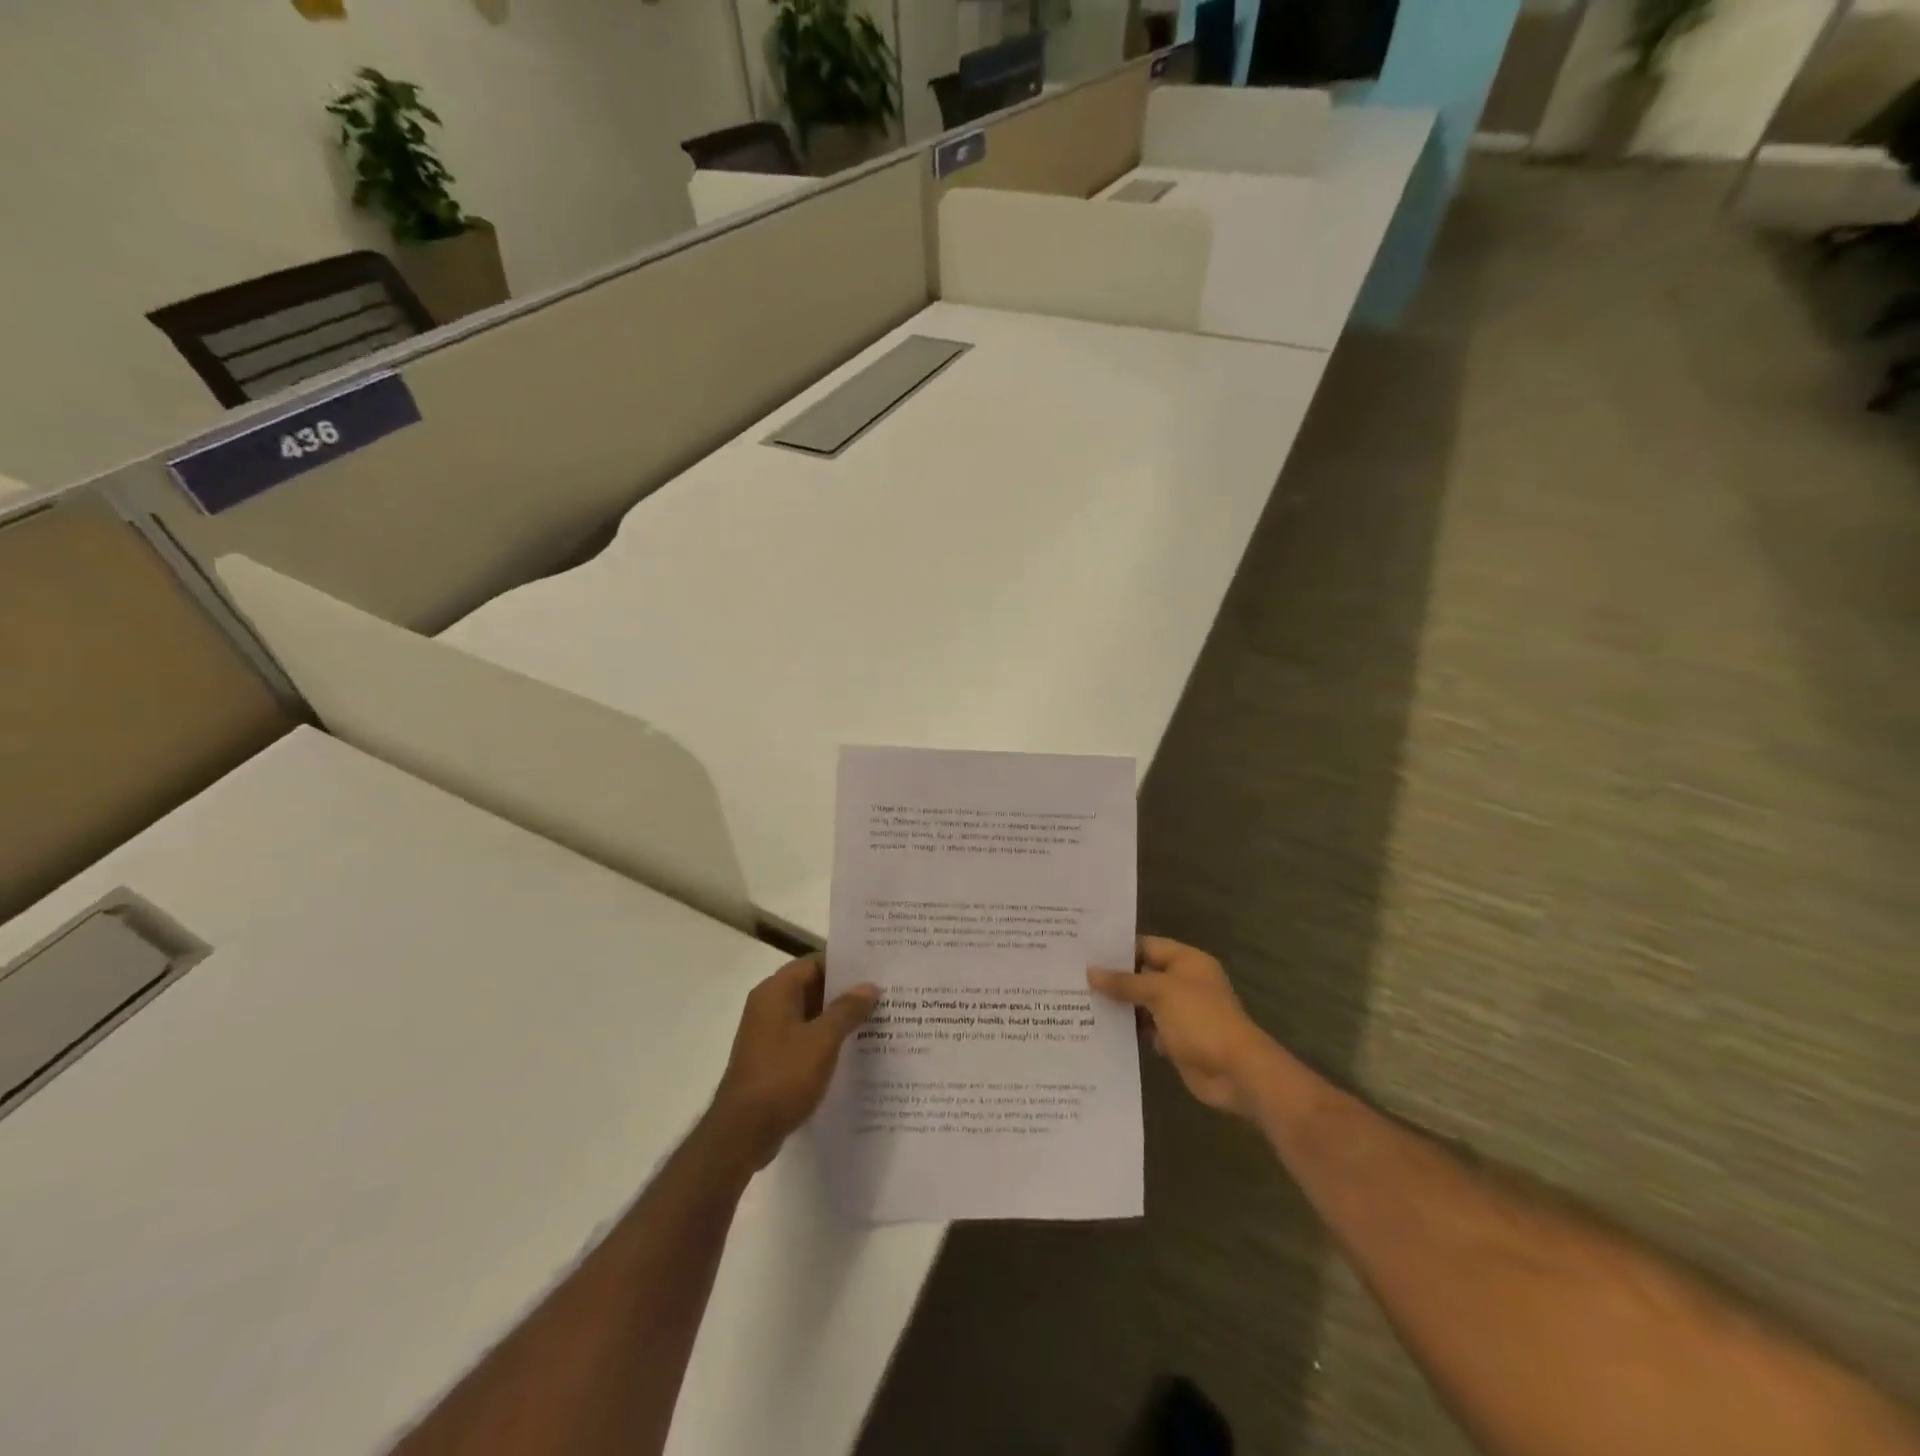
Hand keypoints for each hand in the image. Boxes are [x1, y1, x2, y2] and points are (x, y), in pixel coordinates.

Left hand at [710, 956, 877, 1169]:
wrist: (743, 1132)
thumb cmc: (783, 1076)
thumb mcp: (822, 1040)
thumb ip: (847, 1009)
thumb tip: (869, 986)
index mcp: (776, 992)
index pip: (814, 962)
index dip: (845, 964)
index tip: (875, 968)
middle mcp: (768, 1006)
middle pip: (812, 987)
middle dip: (845, 992)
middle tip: (883, 994)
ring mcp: (768, 1034)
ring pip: (809, 1014)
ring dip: (837, 1017)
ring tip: (876, 1020)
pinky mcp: (771, 1059)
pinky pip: (804, 1038)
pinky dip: (825, 1039)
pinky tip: (853, 1049)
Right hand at [1089, 937, 1267, 1118]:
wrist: (1236, 1072)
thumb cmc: (1201, 1019)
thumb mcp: (1160, 992)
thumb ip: (1125, 982)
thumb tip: (1090, 972)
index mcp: (1187, 961)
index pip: (1146, 946)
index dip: (1118, 949)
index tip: (1085, 951)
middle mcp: (1183, 983)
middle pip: (1143, 974)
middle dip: (1113, 978)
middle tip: (1074, 976)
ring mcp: (1180, 1012)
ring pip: (1142, 1003)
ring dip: (1119, 1005)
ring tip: (1079, 1001)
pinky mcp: (1176, 1039)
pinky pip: (1147, 1029)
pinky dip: (1129, 1029)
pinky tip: (1099, 1029)